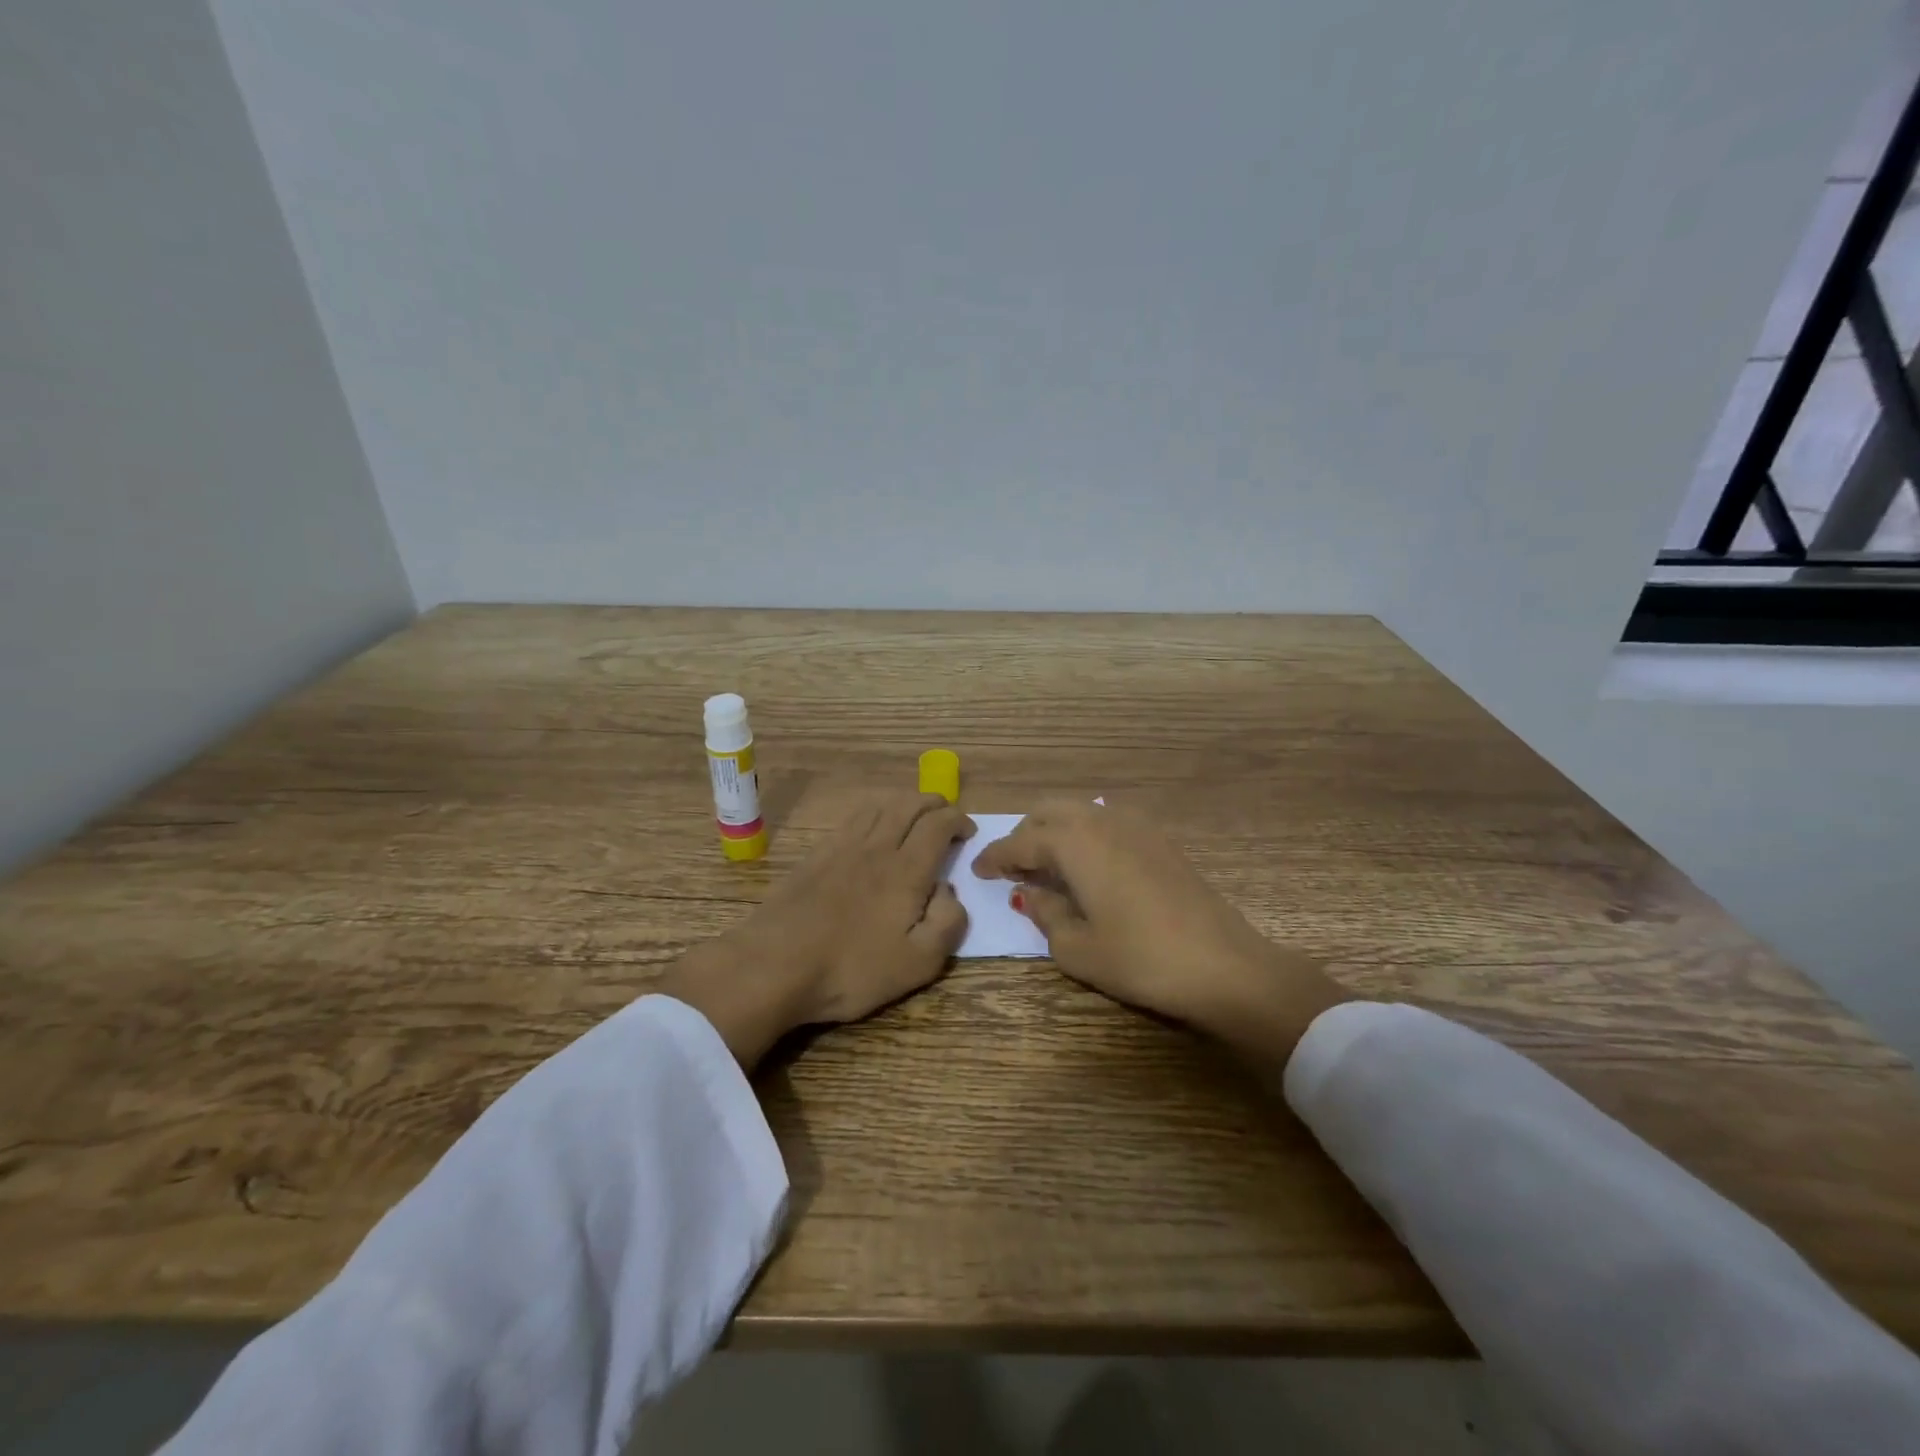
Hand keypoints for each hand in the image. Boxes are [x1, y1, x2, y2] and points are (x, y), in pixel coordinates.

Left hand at [659, 792, 974, 1068]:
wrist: (774, 966)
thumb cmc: (852, 969)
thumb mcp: (918, 963)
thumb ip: (947, 922)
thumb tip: (949, 890)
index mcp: (907, 870)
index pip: (938, 824)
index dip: (958, 820)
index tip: (968, 832)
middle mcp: (877, 847)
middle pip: (909, 804)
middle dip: (934, 803)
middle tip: (946, 816)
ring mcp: (842, 847)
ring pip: (880, 806)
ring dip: (904, 802)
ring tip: (913, 816)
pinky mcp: (816, 855)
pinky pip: (852, 819)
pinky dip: (873, 812)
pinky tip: (872, 827)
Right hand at [970, 801, 1351, 1066]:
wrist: (1224, 965)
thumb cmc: (1140, 959)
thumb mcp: (1077, 948)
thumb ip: (1046, 914)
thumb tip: (1034, 893)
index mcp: (1074, 842)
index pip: (1021, 841)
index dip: (995, 855)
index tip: (978, 869)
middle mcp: (1101, 821)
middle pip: (1049, 811)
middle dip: (1025, 833)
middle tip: (1014, 866)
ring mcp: (1136, 826)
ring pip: (1081, 811)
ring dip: (1056, 829)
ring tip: (1050, 864)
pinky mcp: (1161, 840)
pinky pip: (1108, 822)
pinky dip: (1086, 834)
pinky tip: (1090, 865)